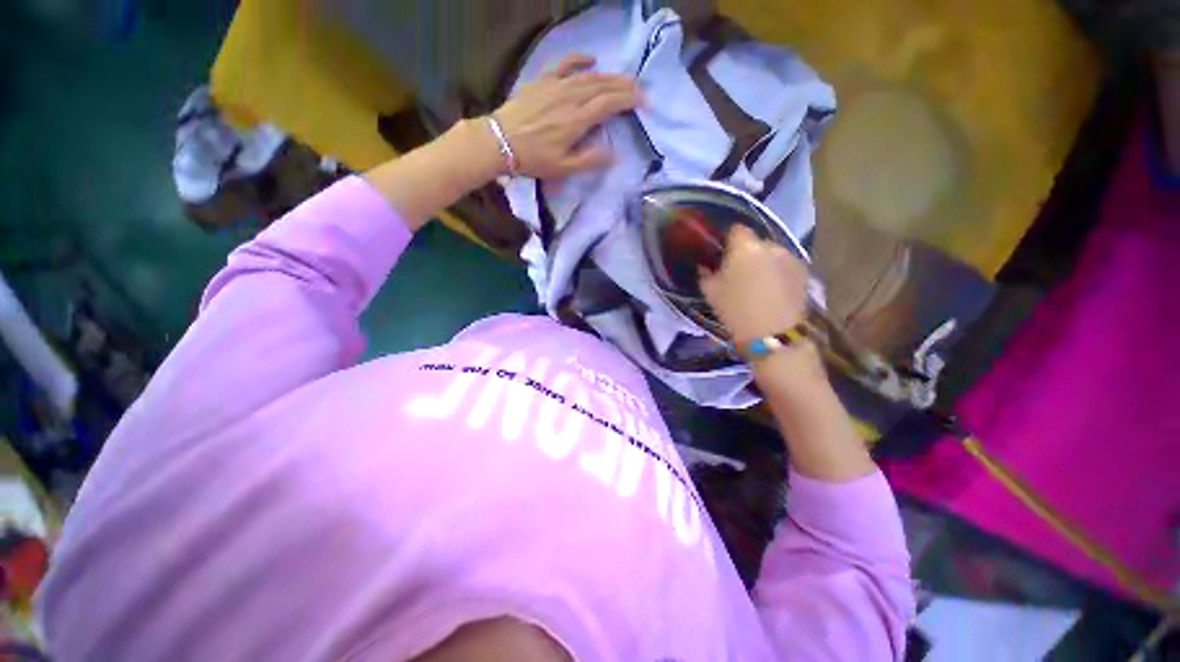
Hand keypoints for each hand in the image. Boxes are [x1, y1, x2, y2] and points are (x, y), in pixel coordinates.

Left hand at [492, 54, 641, 178]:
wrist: (500, 141)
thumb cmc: (534, 159)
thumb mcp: (564, 168)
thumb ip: (590, 160)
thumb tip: (615, 154)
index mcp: (577, 120)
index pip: (609, 104)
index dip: (628, 101)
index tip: (643, 102)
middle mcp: (570, 97)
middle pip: (602, 87)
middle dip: (623, 86)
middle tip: (638, 89)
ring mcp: (556, 86)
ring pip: (588, 76)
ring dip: (608, 76)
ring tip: (623, 78)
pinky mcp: (543, 81)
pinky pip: (564, 64)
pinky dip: (579, 60)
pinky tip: (591, 59)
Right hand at [699, 225, 809, 342]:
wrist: (772, 334)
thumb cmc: (735, 310)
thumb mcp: (710, 292)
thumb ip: (705, 273)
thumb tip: (705, 265)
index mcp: (745, 247)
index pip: (735, 230)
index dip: (727, 240)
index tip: (722, 255)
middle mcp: (770, 245)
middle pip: (755, 242)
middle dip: (746, 253)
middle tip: (738, 273)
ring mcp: (791, 257)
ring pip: (772, 254)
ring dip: (764, 262)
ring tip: (758, 284)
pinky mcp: (804, 272)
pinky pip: (785, 265)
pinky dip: (778, 272)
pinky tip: (773, 291)